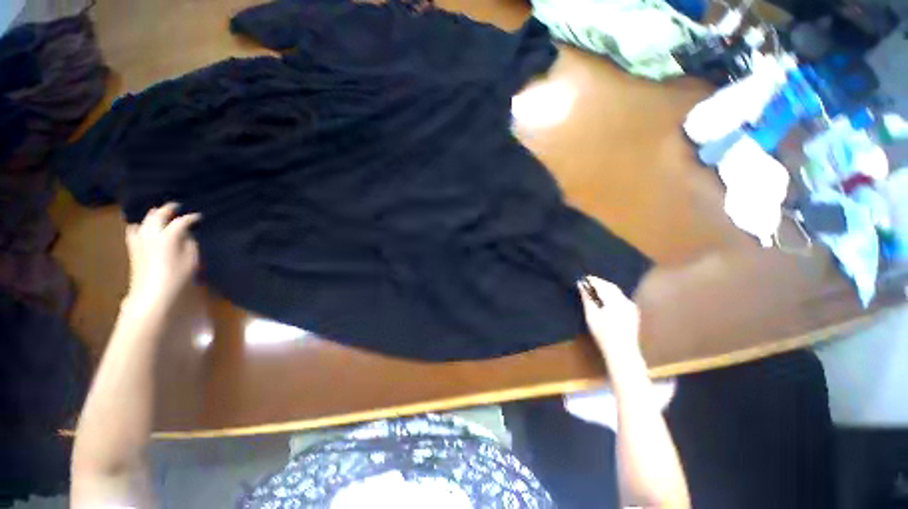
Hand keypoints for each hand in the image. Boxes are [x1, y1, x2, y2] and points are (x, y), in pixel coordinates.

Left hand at [125, 203, 201, 305]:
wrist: (152, 293)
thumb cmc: (177, 276)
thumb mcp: (192, 259)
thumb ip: (190, 243)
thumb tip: (186, 235)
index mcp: (168, 235)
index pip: (181, 221)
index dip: (191, 218)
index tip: (198, 217)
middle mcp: (152, 234)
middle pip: (158, 215)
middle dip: (168, 209)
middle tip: (176, 207)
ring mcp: (139, 240)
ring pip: (144, 220)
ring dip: (152, 215)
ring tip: (159, 215)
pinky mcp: (133, 248)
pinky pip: (134, 230)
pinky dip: (140, 226)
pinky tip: (142, 228)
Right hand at [577, 276, 640, 358]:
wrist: (622, 351)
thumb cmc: (603, 334)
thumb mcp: (591, 315)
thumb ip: (587, 298)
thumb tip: (581, 284)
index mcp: (615, 300)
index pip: (602, 284)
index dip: (592, 280)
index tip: (583, 278)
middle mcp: (625, 301)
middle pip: (611, 286)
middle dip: (599, 283)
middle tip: (587, 283)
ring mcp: (631, 306)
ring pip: (617, 291)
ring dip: (605, 288)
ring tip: (594, 290)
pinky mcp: (633, 312)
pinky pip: (621, 297)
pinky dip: (612, 294)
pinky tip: (605, 299)